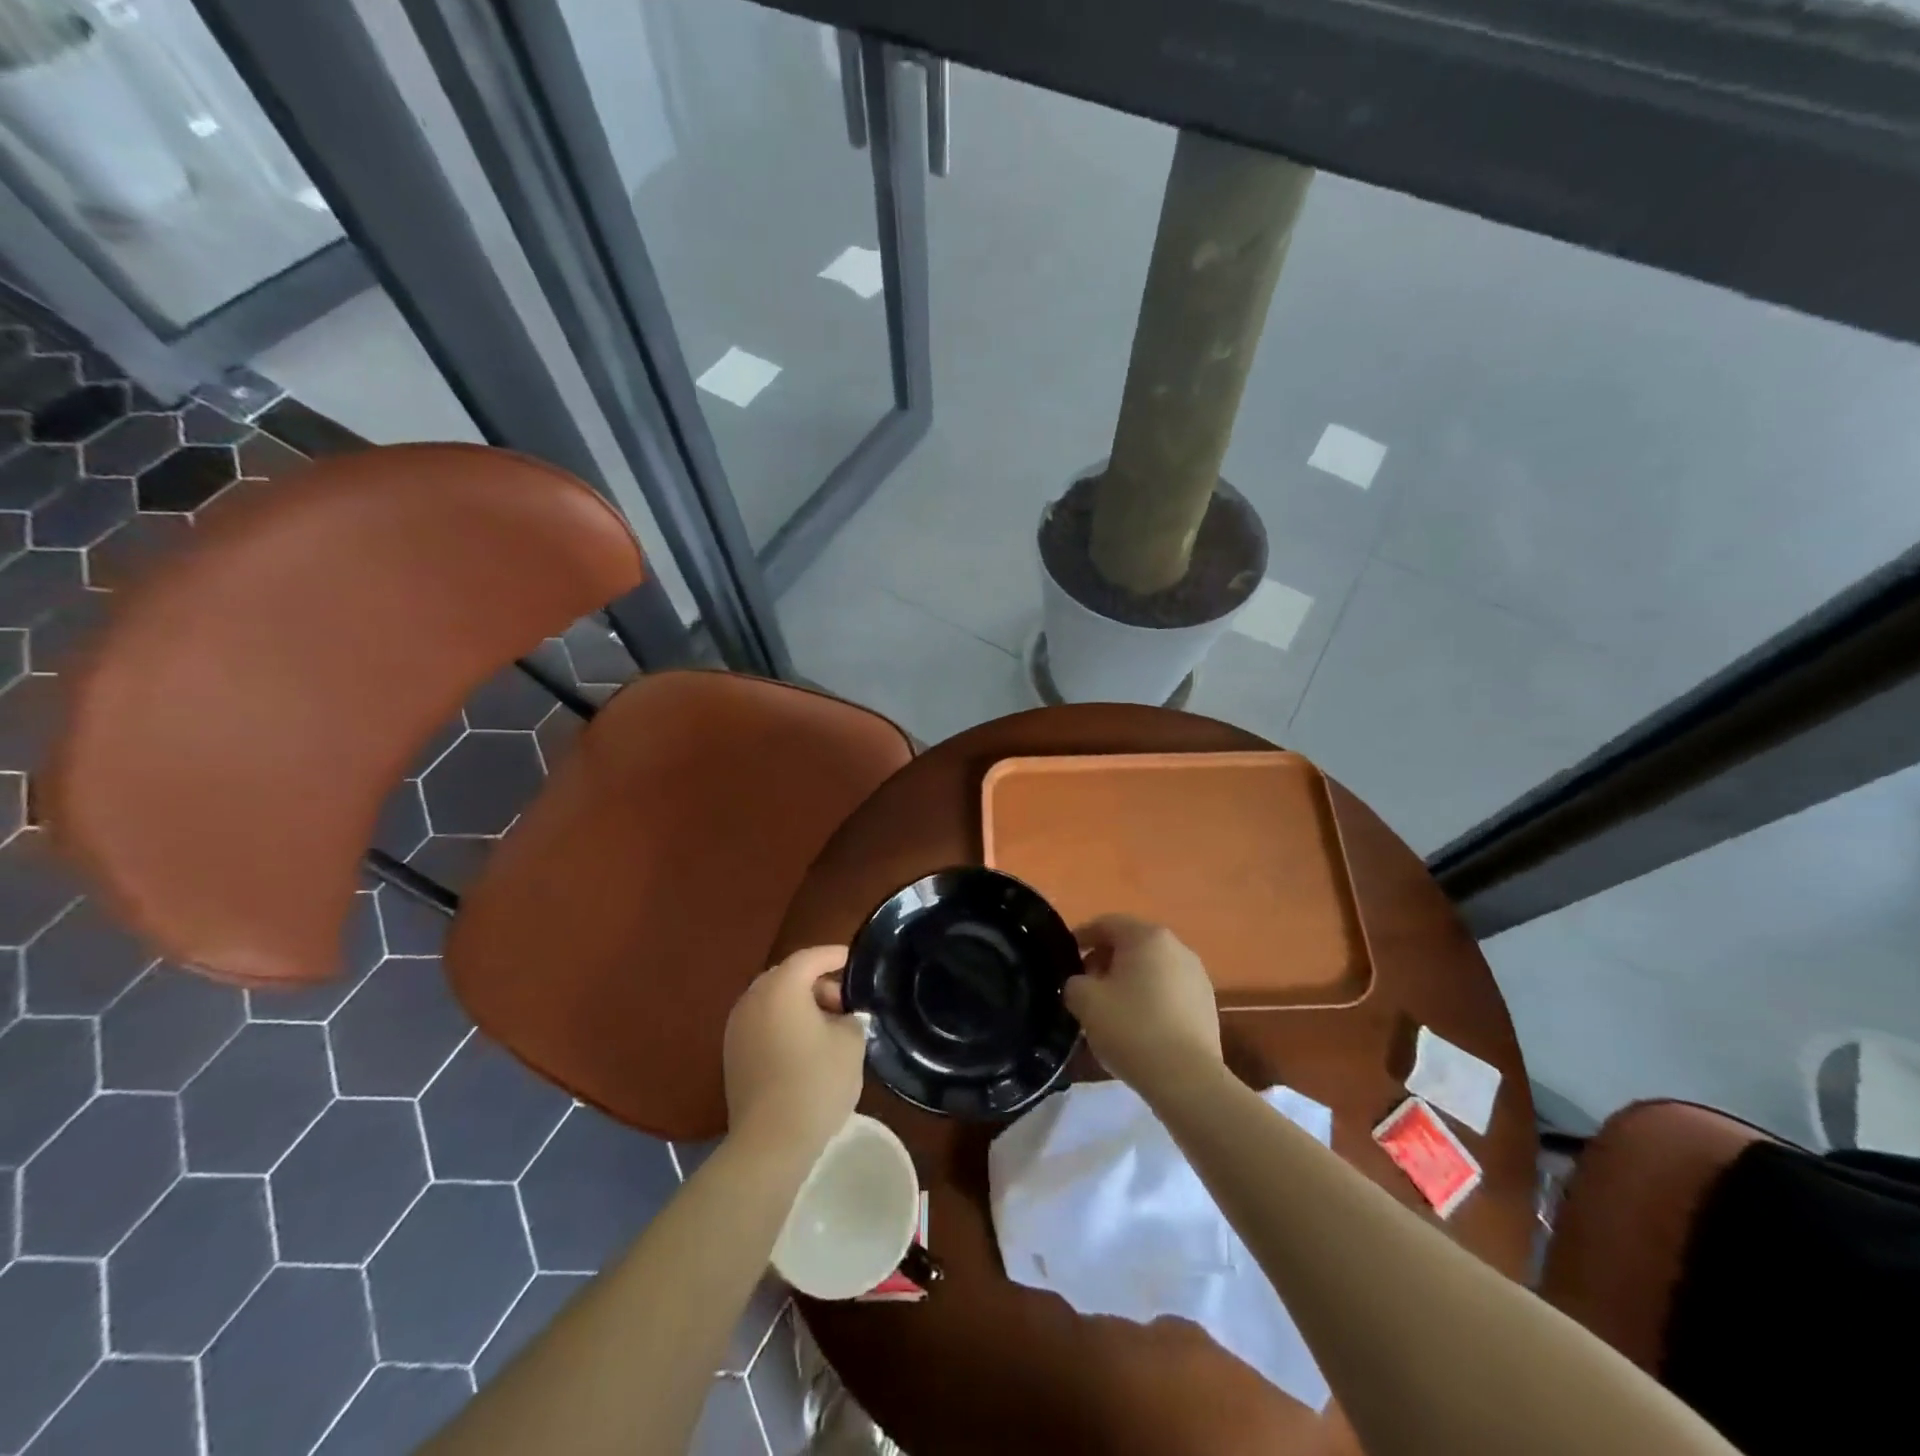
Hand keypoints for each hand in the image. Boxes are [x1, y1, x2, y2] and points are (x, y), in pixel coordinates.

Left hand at [723, 946, 866, 1157]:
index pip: (810, 957)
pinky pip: (762, 1023)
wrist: (770, 1141)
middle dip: (817, 983)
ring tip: (828, 1027)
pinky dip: (783, 1024)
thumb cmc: (815, 1082)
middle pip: (788, 976)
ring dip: (799, 1005)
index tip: (855, 959)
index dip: (834, 955)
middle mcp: (753, 998)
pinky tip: (805, 1047)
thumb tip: (844, 1017)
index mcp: (781, 987)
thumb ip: (851, 1018)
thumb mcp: (851, 1043)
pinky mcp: (732, 1054)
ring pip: (773, 1000)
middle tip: (845, 1003)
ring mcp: (737, 1027)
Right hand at [1065, 916, 1221, 1096]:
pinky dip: (1150, 998)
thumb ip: (1075, 982)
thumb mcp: (1085, 1001)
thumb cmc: (1131, 1029)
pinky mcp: (1207, 1004)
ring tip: (1110, 1008)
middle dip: (1105, 959)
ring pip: (1152, 968)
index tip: (1066, 957)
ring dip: (1128, 980)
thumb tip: (1082, 983)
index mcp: (1147, 936)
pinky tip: (1138, 1025)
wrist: (1187, 1079)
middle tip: (1085, 985)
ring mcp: (1197, 976)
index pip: (1106, 924)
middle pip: (1131, 944)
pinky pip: (1169, 990)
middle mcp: (1176, 947)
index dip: (1082, 936)